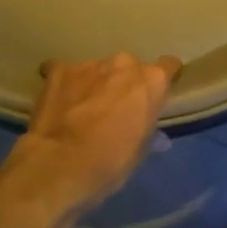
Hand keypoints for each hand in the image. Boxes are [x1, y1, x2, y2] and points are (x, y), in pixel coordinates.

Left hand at [9, 52, 181, 212]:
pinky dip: (65, 84)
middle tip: (114, 108)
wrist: (61, 163)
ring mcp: (89, 64)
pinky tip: (58, 102)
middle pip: (129, 68)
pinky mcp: (59, 70)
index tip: (154, 94)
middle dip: (123, 84)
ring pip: (98, 70)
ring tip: (81, 110)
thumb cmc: (111, 161)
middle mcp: (123, 64)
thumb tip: (157, 137)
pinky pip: (65, 72)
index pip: (168, 67)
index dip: (161, 81)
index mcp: (152, 81)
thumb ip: (148, 131)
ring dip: (94, 85)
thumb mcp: (140, 151)